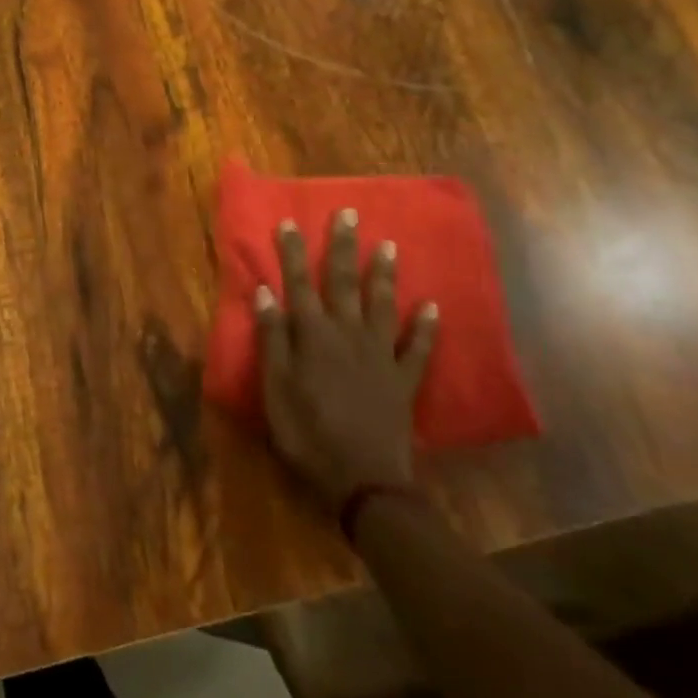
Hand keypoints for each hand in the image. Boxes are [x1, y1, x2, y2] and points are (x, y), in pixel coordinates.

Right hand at [255, 209, 439, 508]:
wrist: (365, 483)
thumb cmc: (308, 434)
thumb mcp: (275, 389)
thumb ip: (272, 339)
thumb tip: (265, 292)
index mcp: (313, 335)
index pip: (298, 283)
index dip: (292, 252)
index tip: (289, 221)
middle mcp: (348, 334)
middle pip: (343, 282)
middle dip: (343, 246)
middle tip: (349, 214)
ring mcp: (381, 356)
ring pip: (382, 305)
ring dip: (384, 275)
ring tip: (389, 246)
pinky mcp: (404, 381)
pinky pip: (418, 349)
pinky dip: (426, 328)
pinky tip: (433, 307)